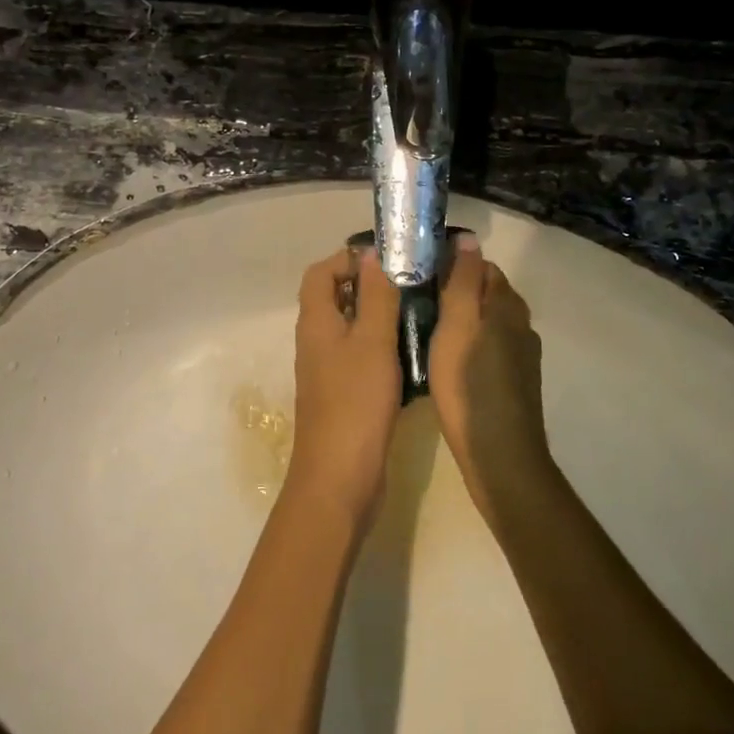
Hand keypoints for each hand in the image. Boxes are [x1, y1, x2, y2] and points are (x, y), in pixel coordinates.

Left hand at [287, 246, 401, 528]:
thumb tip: (371, 254)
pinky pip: (360, 355)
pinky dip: (382, 345)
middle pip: (335, 297)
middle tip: (410, 282)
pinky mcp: (344, 394)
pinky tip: (412, 351)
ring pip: (351, 327)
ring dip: (378, 314)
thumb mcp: (372, 342)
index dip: (348, 258)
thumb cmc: (355, 403)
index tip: (387, 259)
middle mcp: (316, 341)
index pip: (321, 273)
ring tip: (418, 309)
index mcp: (316, 322)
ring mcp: (328, 369)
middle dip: (369, 284)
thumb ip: (374, 296)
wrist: (340, 479)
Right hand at [427, 235, 551, 524]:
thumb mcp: (458, 326)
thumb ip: (463, 281)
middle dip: (455, 290)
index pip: (482, 265)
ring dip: (462, 320)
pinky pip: (489, 349)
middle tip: (415, 300)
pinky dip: (469, 346)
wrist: (500, 457)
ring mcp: (522, 356)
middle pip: (486, 293)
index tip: (419, 272)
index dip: (452, 263)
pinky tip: (446, 362)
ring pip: (487, 323)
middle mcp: (521, 325)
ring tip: (425, 329)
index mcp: (508, 306)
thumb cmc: (470, 386)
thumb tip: (468, 237)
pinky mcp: (515, 383)